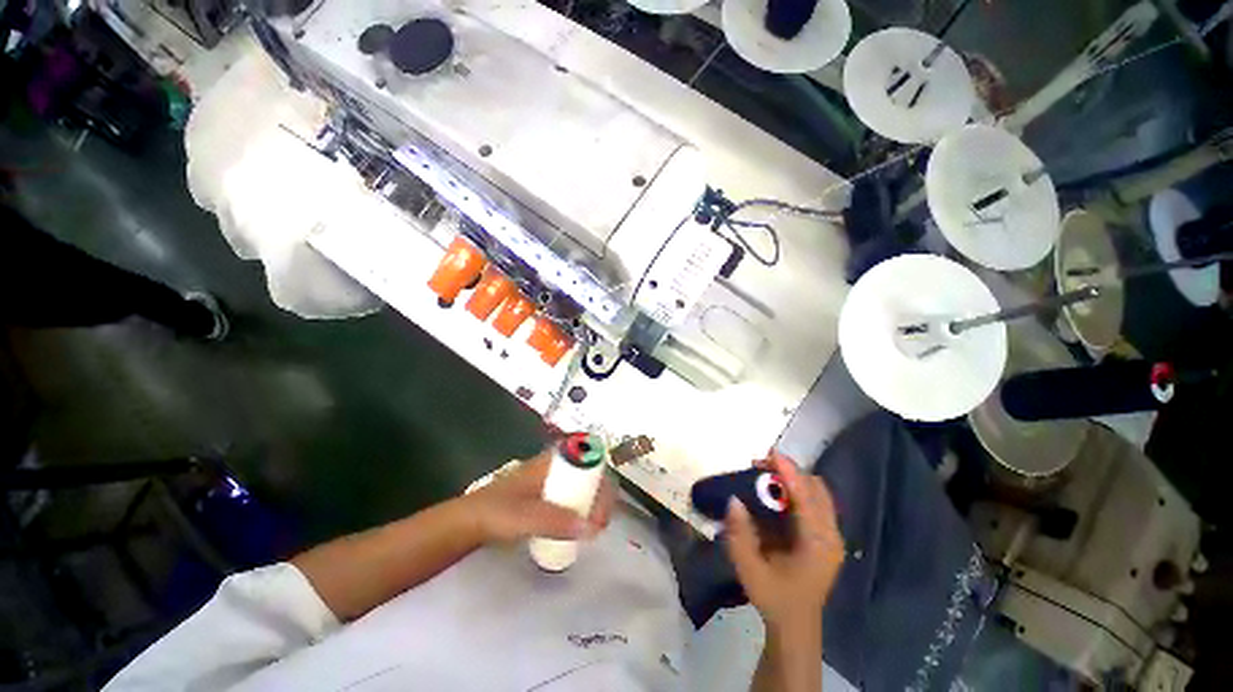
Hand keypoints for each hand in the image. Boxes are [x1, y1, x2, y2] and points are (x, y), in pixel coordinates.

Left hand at [464, 449, 615, 543]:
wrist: (466, 524)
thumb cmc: (494, 512)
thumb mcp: (524, 516)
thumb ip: (555, 521)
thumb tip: (591, 528)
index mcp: (552, 460)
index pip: (589, 458)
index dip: (602, 477)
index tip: (603, 505)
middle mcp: (556, 466)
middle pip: (590, 473)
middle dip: (602, 495)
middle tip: (601, 523)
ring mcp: (552, 481)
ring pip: (584, 486)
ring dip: (594, 504)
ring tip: (596, 528)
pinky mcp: (547, 497)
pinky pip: (574, 499)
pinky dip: (583, 511)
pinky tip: (581, 528)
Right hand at [724, 451, 843, 631]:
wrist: (796, 625)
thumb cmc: (774, 598)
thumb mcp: (750, 569)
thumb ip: (740, 534)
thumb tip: (733, 499)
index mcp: (817, 545)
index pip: (806, 498)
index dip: (789, 473)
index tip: (770, 454)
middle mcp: (831, 536)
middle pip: (816, 489)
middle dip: (790, 471)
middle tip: (761, 465)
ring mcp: (832, 536)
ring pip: (817, 493)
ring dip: (794, 479)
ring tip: (766, 474)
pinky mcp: (826, 537)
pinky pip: (815, 502)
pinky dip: (797, 490)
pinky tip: (776, 493)